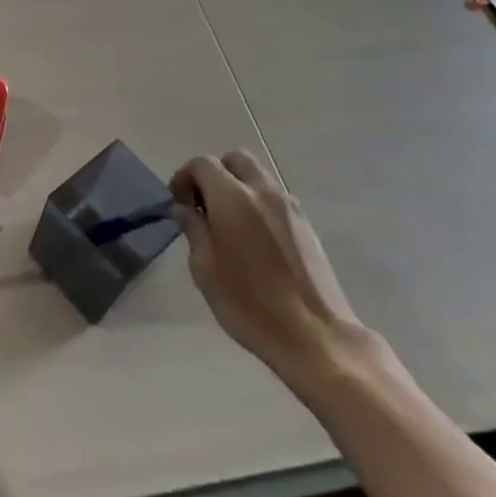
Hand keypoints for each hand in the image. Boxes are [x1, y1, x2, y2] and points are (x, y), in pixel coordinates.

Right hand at [171, 151, 372, 392]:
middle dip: (214, 173)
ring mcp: (289, 207)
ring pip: (258, 176)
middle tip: (204, 204)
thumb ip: (194, 231)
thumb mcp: (205, 270)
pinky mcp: (306, 225)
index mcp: (233, 198)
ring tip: (228, 223)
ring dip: (238, 186)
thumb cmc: (250, 305)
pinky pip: (275, 197)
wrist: (316, 337)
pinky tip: (253, 238)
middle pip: (235, 159)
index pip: (203, 164)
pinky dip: (257, 202)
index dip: (185, 176)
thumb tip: (185, 209)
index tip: (179, 203)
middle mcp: (263, 192)